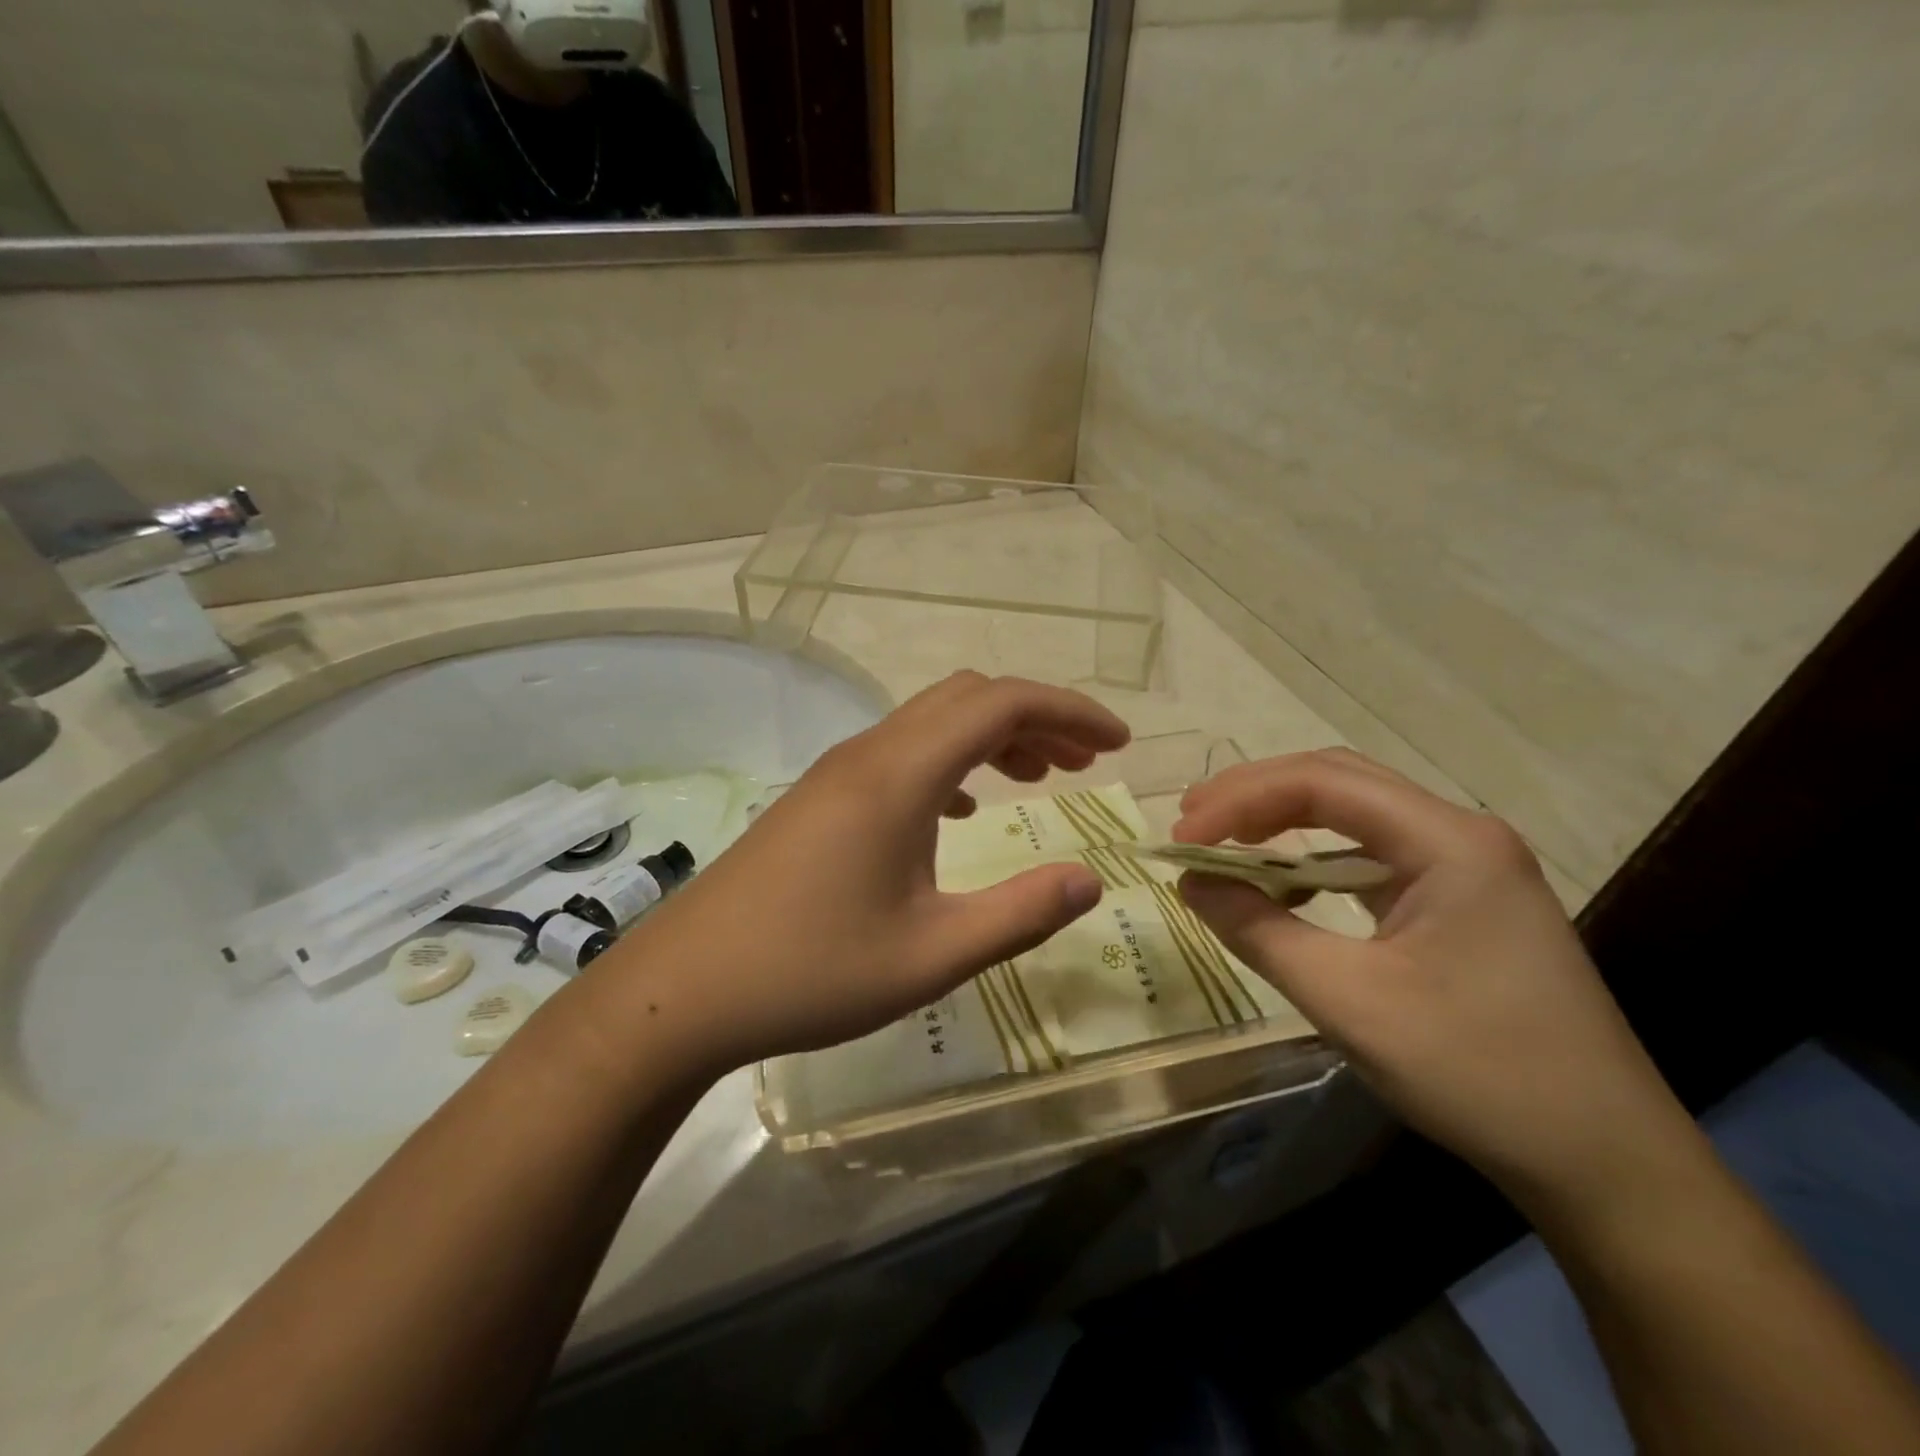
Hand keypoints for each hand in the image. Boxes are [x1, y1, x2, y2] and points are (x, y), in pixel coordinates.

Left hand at [606, 673, 1127, 1077]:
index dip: (1068, 710)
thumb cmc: (811, 972)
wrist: (685, 989)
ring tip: (1039, 779)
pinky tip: (964, 810)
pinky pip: (902, 753)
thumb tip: (1089, 879)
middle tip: (1086, 762)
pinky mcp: (820, 797)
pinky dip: (952, 762)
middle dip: (1037, 717)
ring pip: (932, 722)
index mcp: (900, 775)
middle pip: (968, 699)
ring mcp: (838, 772)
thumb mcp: (932, 955)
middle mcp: (869, 754)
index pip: (1000, 704)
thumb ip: (1020, 914)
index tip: (1117, 744)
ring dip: (994, 737)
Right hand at [1174, 749, 1682, 1197]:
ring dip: (1282, 820)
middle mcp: (1461, 834)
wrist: (1605, 1163)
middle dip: (1255, 795)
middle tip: (1190, 822)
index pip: (1321, 783)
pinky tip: (1281, 882)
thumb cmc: (1478, 1072)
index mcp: (1448, 841)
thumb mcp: (1349, 1000)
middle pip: (1338, 781)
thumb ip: (1258, 930)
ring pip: (1354, 814)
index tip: (1182, 837)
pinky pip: (1372, 855)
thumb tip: (1190, 882)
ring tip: (1220, 838)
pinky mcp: (1461, 900)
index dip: (1239, 800)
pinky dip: (1313, 858)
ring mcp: (1467, 866)